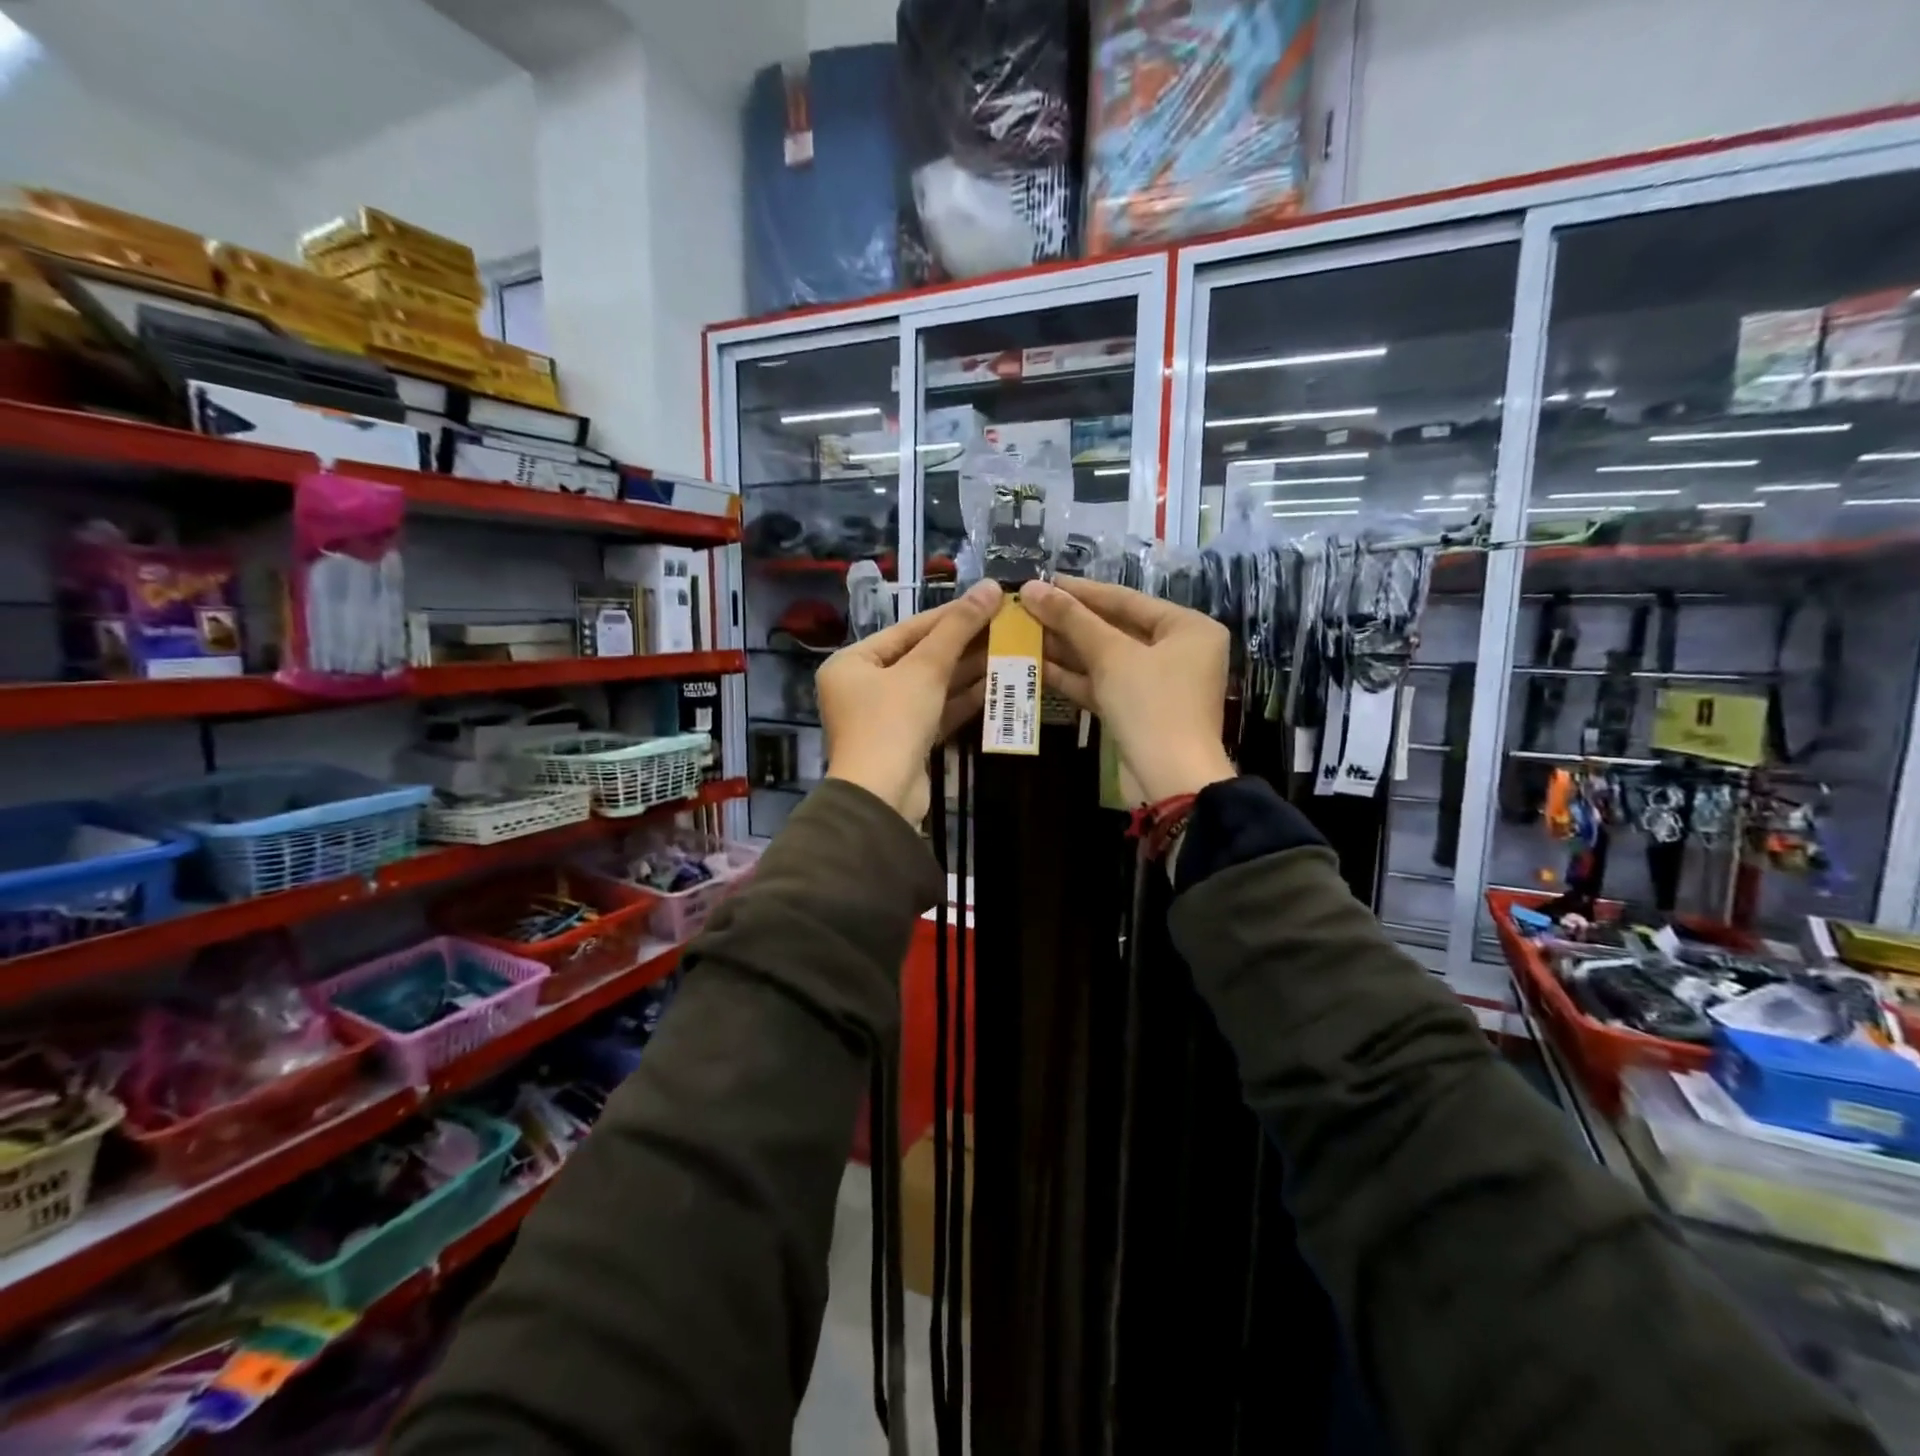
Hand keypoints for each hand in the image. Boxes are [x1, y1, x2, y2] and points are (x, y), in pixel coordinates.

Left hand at [819, 580, 1002, 821]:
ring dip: (968, 670)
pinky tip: (996, 684)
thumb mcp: (925, 670)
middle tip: (1005, 625)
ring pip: (931, 686)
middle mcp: (863, 687)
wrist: (882, 798)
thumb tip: (990, 587)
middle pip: (920, 656)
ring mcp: (885, 717)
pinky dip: (963, 699)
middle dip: (963, 643)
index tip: (988, 599)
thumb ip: (957, 629)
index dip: (950, 614)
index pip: (908, 629)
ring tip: (1009, 649)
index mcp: (852, 663)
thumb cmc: (892, 722)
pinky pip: (936, 711)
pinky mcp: (906, 742)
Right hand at [1017, 577, 1234, 801]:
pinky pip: (1103, 684)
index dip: (1081, 591)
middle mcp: (1177, 651)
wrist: (1170, 780)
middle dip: (1070, 622)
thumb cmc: (1151, 705)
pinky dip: (1074, 677)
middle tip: (1028, 608)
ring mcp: (1157, 684)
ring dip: (1066, 649)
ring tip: (1023, 633)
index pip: (1126, 599)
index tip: (1043, 581)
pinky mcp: (1137, 711)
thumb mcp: (1111, 656)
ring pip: (1105, 659)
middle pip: (1114, 628)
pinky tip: (1036, 666)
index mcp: (1187, 627)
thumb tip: (1033, 587)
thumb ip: (1072, 619)